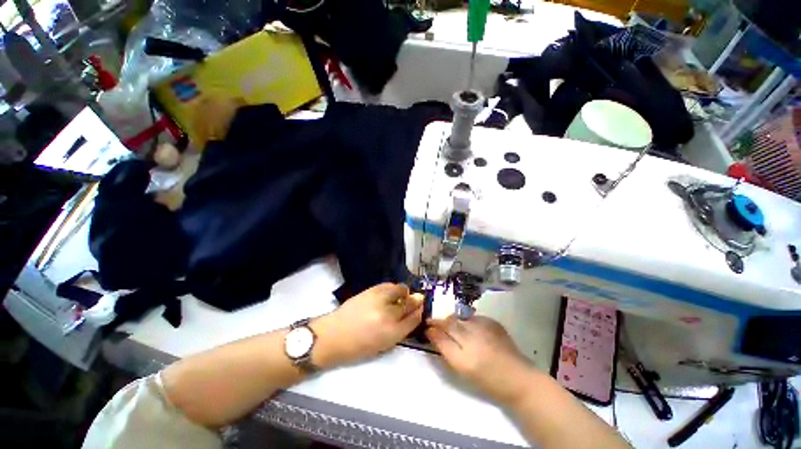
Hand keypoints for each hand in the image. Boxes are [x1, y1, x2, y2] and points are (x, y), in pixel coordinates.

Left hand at [312, 283, 422, 367]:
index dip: (420, 312)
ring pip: (401, 290)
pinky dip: (394, 287)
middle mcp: (389, 315)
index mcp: (392, 333)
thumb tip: (412, 316)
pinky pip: (389, 285)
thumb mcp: (382, 345)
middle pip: (409, 303)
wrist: (332, 336)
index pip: (414, 319)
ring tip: (403, 295)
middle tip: (417, 300)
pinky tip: (392, 291)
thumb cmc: (357, 347)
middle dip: (415, 301)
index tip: (422, 309)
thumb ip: (399, 330)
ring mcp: (380, 300)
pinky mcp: (371, 290)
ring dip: (405, 292)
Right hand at [426, 316, 532, 404]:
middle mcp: (473, 337)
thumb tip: (432, 333)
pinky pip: (472, 318)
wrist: (517, 377)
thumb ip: (445, 349)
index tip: (426, 326)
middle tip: (434, 322)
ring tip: (452, 327)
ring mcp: (484, 326)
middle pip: (449, 322)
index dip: (432, 328)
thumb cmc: (487, 380)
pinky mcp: (492, 321)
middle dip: (440, 321)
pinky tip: (470, 329)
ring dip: (453, 321)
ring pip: (460, 318)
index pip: (441, 335)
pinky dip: (467, 322)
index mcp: (464, 356)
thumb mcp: (462, 369)